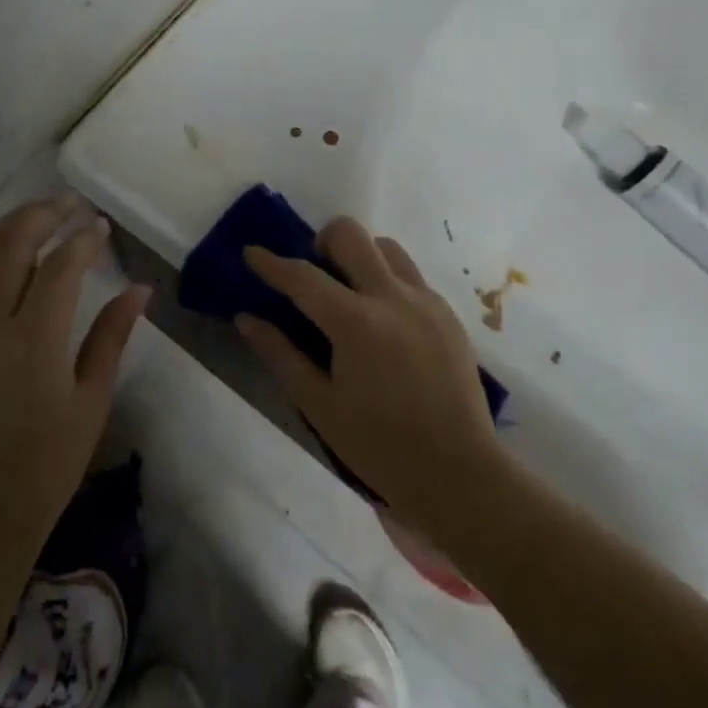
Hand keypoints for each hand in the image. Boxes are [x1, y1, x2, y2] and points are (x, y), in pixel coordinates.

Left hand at [0, 195, 149, 544]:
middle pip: (10, 244)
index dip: (83, 240)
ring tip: (36, 217)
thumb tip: (140, 288)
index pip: (60, 266)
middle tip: (69, 205)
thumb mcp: (92, 399)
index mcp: (35, 339)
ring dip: (6, 227)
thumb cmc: (47, 460)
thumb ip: (112, 336)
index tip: (101, 227)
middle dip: (41, 214)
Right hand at [238, 217, 501, 529]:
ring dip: (360, 256)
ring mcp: (426, 301)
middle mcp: (392, 298)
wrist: (460, 473)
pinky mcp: (448, 314)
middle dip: (322, 242)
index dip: (272, 263)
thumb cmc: (379, 445)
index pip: (303, 277)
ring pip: (386, 247)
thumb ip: (280, 354)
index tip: (251, 252)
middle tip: (314, 274)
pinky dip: (387, 281)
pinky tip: (382, 322)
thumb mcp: (319, 405)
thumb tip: (246, 319)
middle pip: (351, 235)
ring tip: (350, 294)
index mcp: (355, 323)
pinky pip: (410, 276)